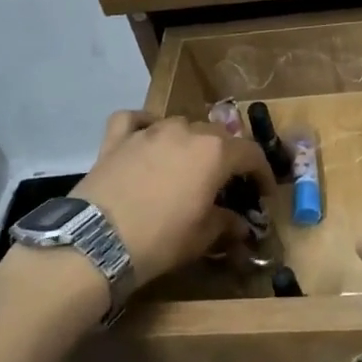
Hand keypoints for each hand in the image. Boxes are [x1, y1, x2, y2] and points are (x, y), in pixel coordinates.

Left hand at [73, 113, 274, 286]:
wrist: (97, 242)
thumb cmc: (161, 239)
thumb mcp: (202, 237)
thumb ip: (226, 223)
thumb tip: (240, 225)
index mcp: (214, 152)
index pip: (250, 153)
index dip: (262, 173)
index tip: (264, 193)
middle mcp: (185, 131)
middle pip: (216, 136)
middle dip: (227, 157)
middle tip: (226, 183)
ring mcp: (148, 131)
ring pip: (180, 125)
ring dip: (190, 142)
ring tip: (188, 165)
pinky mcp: (117, 138)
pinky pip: (134, 120)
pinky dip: (144, 125)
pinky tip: (146, 138)